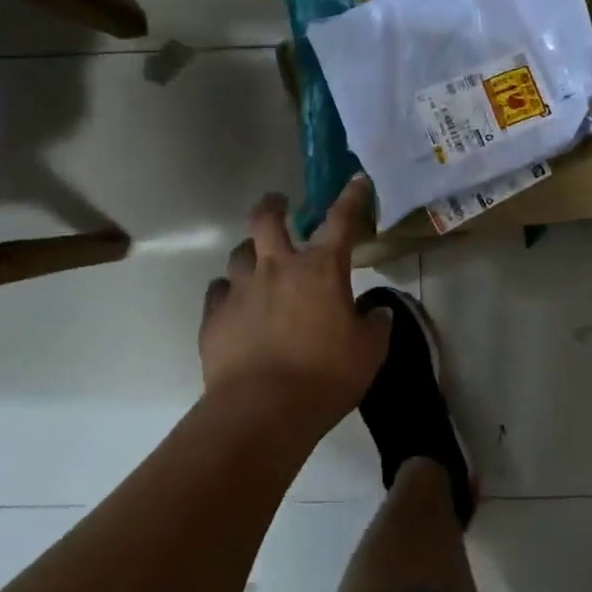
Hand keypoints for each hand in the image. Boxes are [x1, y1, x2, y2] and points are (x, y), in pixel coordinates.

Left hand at [198, 177, 391, 432]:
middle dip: (274, 205)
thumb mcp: (368, 353)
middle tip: (279, 204)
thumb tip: (376, 313)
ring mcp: (241, 290)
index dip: (351, 197)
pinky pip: (218, 292)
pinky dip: (228, 292)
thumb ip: (375, 326)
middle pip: (266, 219)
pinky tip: (235, 305)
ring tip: (257, 263)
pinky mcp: (214, 317)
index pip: (340, 221)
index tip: (356, 180)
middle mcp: (277, 268)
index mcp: (320, 269)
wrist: (262, 411)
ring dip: (250, 253)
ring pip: (239, 253)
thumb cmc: (325, 376)